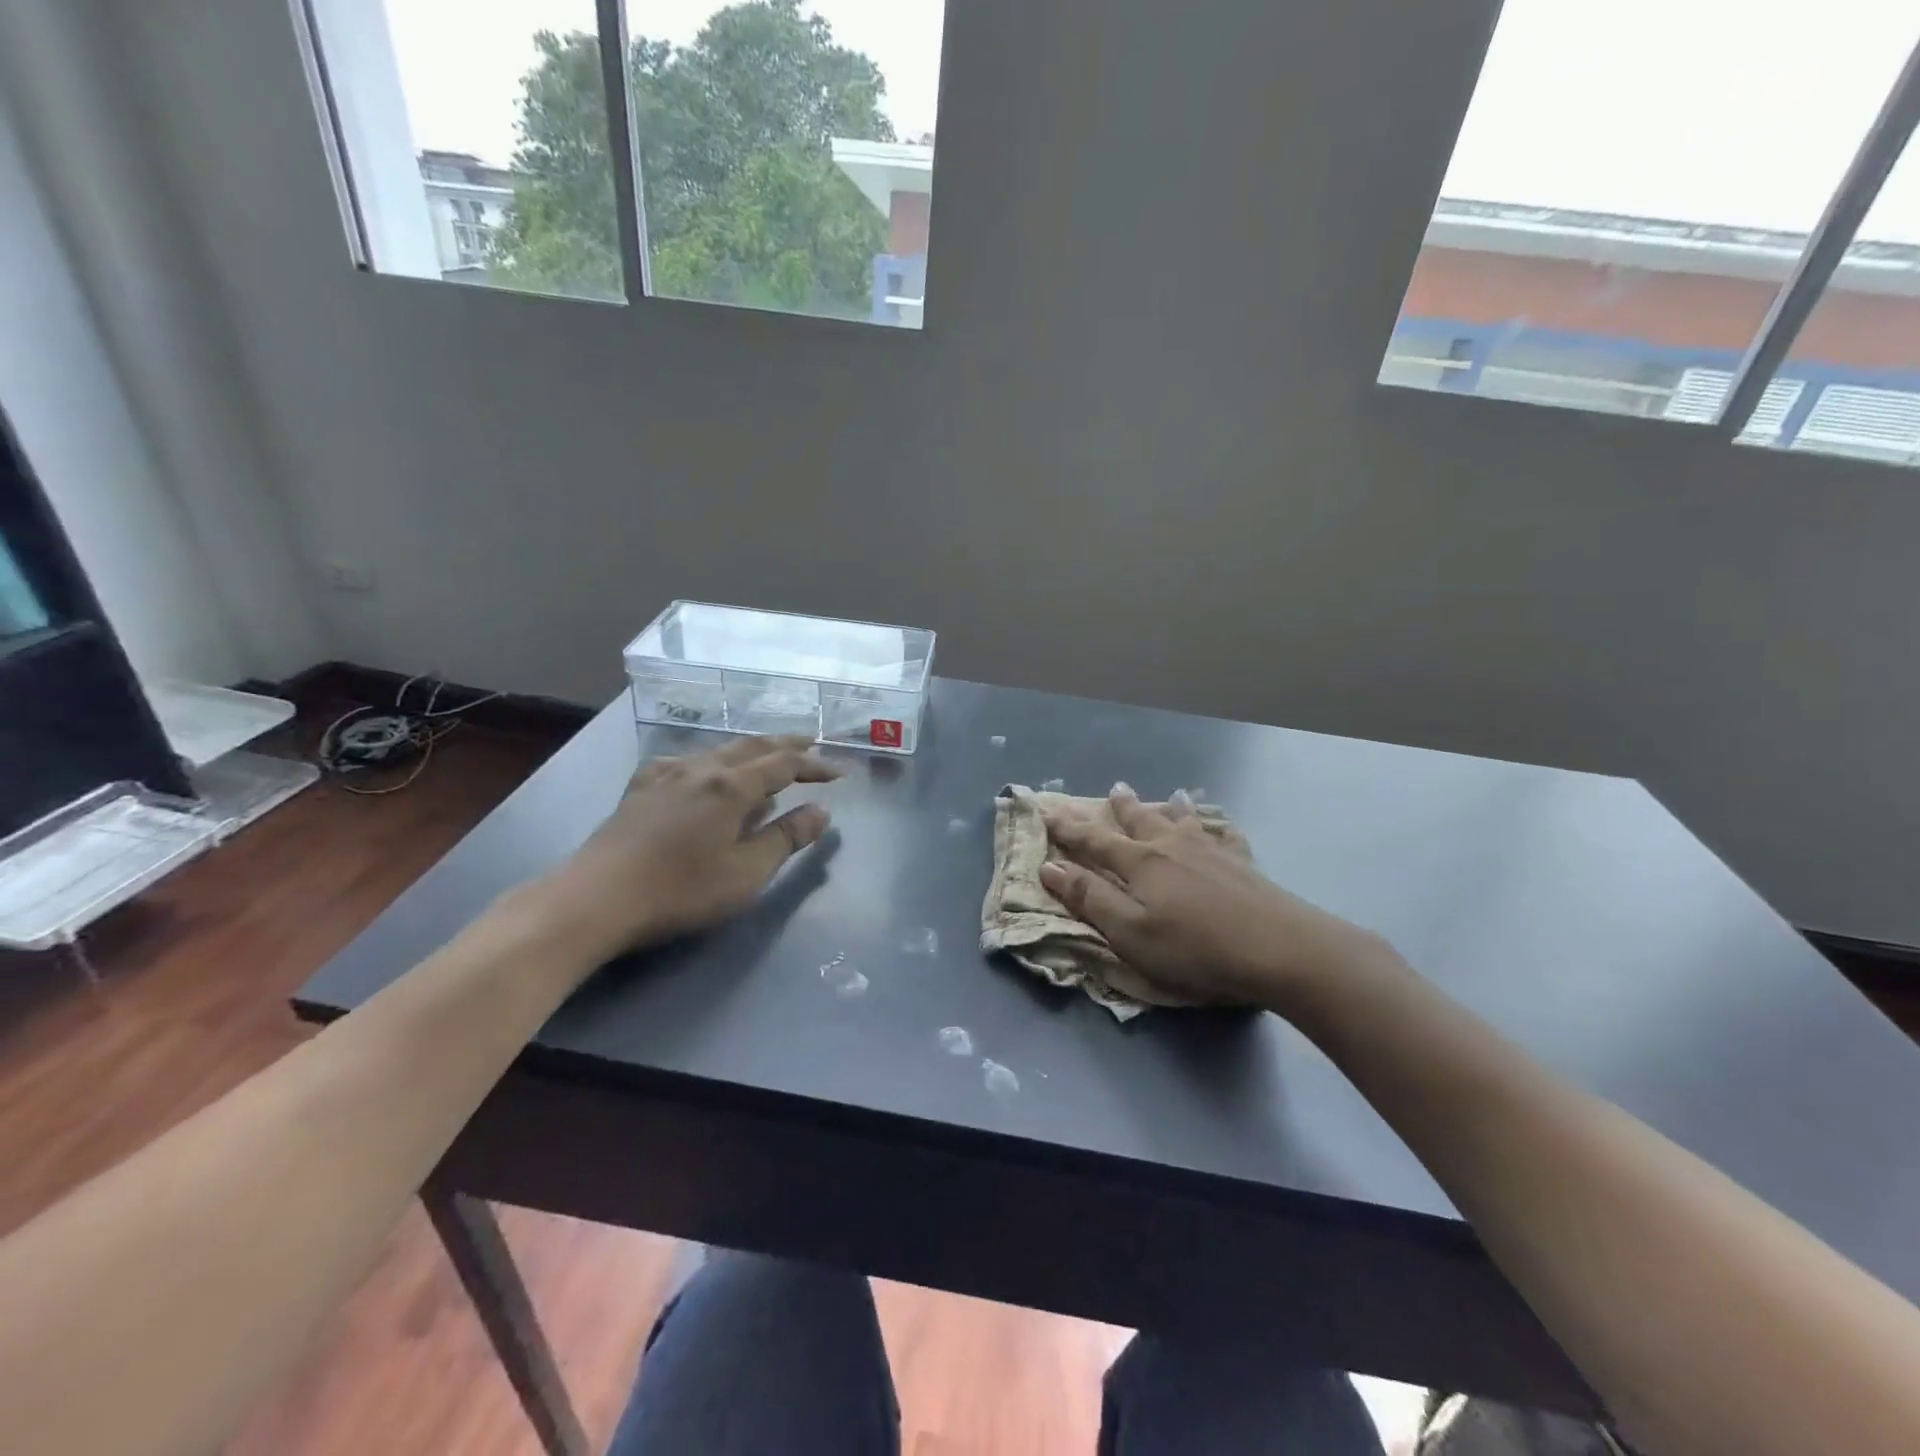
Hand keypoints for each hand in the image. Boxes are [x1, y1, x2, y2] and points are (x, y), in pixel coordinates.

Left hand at [526, 734, 840, 964]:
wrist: (595, 899)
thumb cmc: (680, 890)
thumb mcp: (746, 872)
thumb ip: (786, 838)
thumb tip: (821, 811)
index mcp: (731, 786)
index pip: (784, 764)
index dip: (815, 765)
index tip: (839, 773)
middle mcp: (701, 768)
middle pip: (752, 747)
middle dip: (786, 744)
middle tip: (812, 743)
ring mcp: (666, 774)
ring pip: (719, 750)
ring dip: (751, 750)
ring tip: (767, 759)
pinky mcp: (641, 788)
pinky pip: (688, 761)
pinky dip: (713, 761)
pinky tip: (706, 773)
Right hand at [1039, 784, 1398, 1011]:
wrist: (1279, 947)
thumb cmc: (1194, 947)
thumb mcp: (1129, 932)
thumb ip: (1090, 898)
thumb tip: (1050, 865)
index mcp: (1139, 863)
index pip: (1093, 841)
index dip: (1068, 828)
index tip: (1048, 810)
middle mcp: (1171, 847)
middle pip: (1140, 821)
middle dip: (1122, 807)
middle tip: (1115, 787)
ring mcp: (1210, 851)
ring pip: (1182, 822)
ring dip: (1169, 808)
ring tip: (1169, 795)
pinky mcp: (1243, 864)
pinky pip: (1225, 836)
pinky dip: (1217, 827)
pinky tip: (1222, 826)